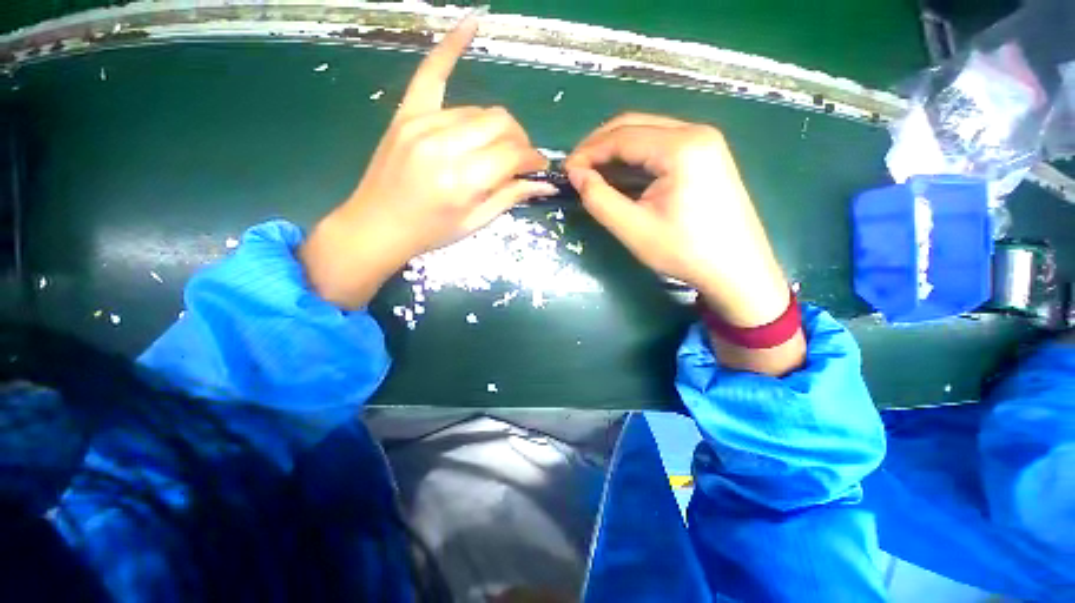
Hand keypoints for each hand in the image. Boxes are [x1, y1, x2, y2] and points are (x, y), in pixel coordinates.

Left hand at [301, 17, 555, 308]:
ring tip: (497, 146)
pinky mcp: (406, 114)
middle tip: (520, 159)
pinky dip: (451, 48)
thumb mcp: (475, 222)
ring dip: (497, 127)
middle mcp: (445, 146)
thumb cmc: (430, 233)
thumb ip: (510, 198)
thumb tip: (545, 185)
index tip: (539, 167)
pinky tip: (472, 23)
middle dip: (520, 141)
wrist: (377, 226)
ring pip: (479, 110)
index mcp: (463, 181)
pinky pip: (431, 74)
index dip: (533, 159)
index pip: (513, 154)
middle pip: (500, 124)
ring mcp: (422, 124)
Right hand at [565, 113, 789, 328]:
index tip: (566, 171)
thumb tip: (576, 174)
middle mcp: (696, 132)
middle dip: (599, 146)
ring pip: (648, 134)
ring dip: (616, 151)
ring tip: (593, 174)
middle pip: (635, 125)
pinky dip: (636, 158)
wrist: (737, 270)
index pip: (622, 136)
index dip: (588, 151)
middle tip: (577, 170)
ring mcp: (705, 142)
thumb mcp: (633, 228)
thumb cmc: (684, 251)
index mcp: (681, 146)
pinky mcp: (707, 156)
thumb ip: (599, 198)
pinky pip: (661, 146)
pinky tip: (622, 176)